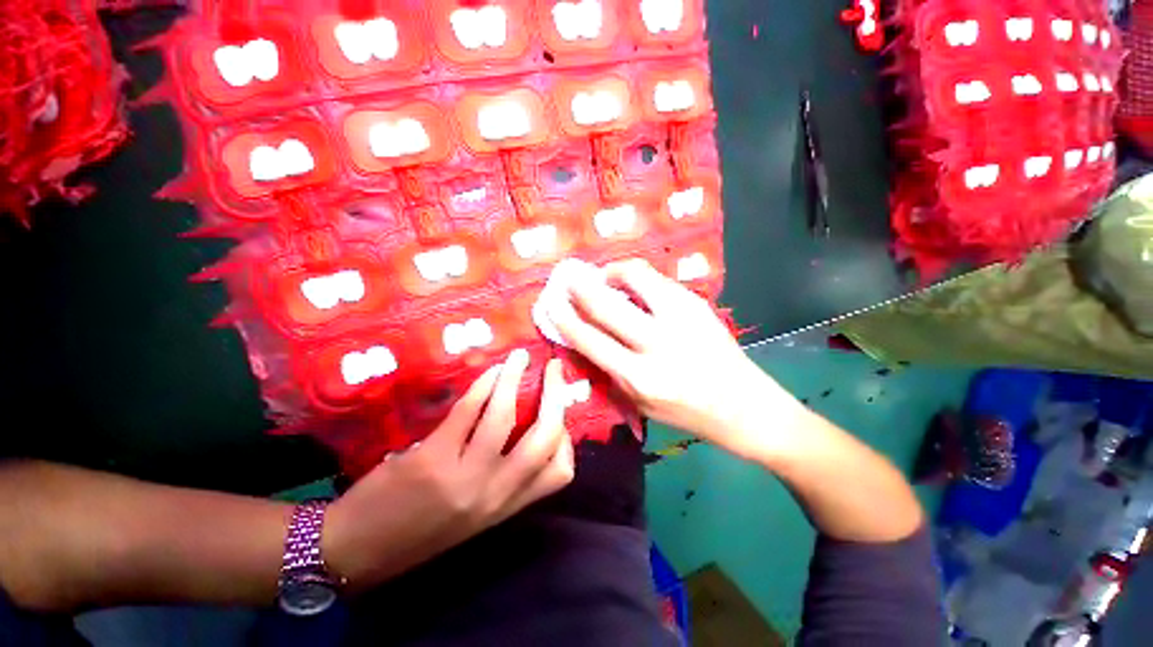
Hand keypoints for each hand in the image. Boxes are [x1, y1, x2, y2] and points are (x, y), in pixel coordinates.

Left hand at [322, 349, 574, 591]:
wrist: (356, 552)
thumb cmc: (420, 531)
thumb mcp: (474, 513)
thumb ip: (503, 478)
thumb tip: (524, 430)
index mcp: (506, 506)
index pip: (559, 473)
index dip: (567, 438)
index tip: (558, 415)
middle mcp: (493, 493)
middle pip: (545, 438)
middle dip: (556, 396)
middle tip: (553, 369)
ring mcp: (463, 477)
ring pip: (504, 416)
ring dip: (514, 378)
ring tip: (519, 358)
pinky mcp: (432, 459)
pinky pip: (468, 411)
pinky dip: (483, 385)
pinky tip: (489, 372)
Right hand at [547, 259, 803, 459]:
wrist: (745, 406)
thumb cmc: (687, 413)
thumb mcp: (641, 403)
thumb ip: (611, 370)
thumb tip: (585, 338)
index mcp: (640, 378)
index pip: (590, 341)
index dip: (565, 319)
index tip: (551, 305)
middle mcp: (659, 344)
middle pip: (607, 306)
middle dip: (580, 288)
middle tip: (567, 279)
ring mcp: (682, 318)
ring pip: (636, 277)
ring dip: (611, 272)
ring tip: (602, 276)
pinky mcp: (698, 304)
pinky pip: (657, 279)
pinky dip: (636, 276)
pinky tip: (631, 283)